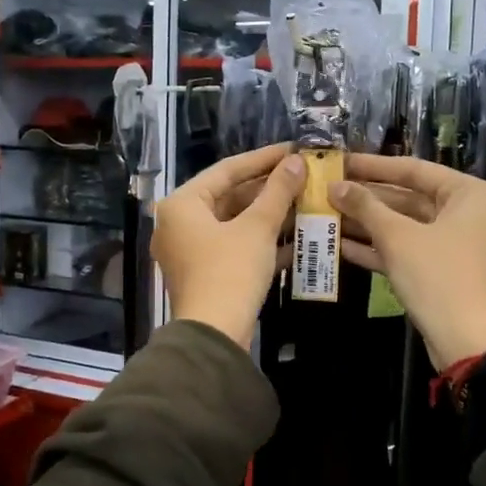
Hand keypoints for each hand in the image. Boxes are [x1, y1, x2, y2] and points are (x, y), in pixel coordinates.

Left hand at [153, 143, 303, 348]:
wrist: (215, 336)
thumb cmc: (230, 272)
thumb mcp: (258, 228)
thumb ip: (278, 191)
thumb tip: (297, 162)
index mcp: (182, 204)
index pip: (226, 170)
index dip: (263, 158)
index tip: (294, 149)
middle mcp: (179, 223)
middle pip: (230, 196)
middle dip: (269, 189)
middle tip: (304, 177)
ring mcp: (191, 251)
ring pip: (235, 223)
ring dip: (270, 215)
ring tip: (306, 202)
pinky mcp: (206, 274)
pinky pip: (236, 247)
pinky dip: (262, 241)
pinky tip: (298, 238)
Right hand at [331, 154, 485, 370]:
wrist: (470, 343)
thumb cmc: (438, 277)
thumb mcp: (397, 237)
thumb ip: (365, 207)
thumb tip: (335, 186)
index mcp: (470, 194)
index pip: (413, 169)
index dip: (372, 166)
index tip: (339, 161)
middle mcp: (470, 214)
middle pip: (409, 198)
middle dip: (366, 199)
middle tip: (328, 191)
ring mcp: (459, 245)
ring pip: (406, 226)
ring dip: (368, 224)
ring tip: (327, 216)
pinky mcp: (446, 271)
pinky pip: (410, 250)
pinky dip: (380, 249)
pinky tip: (340, 245)